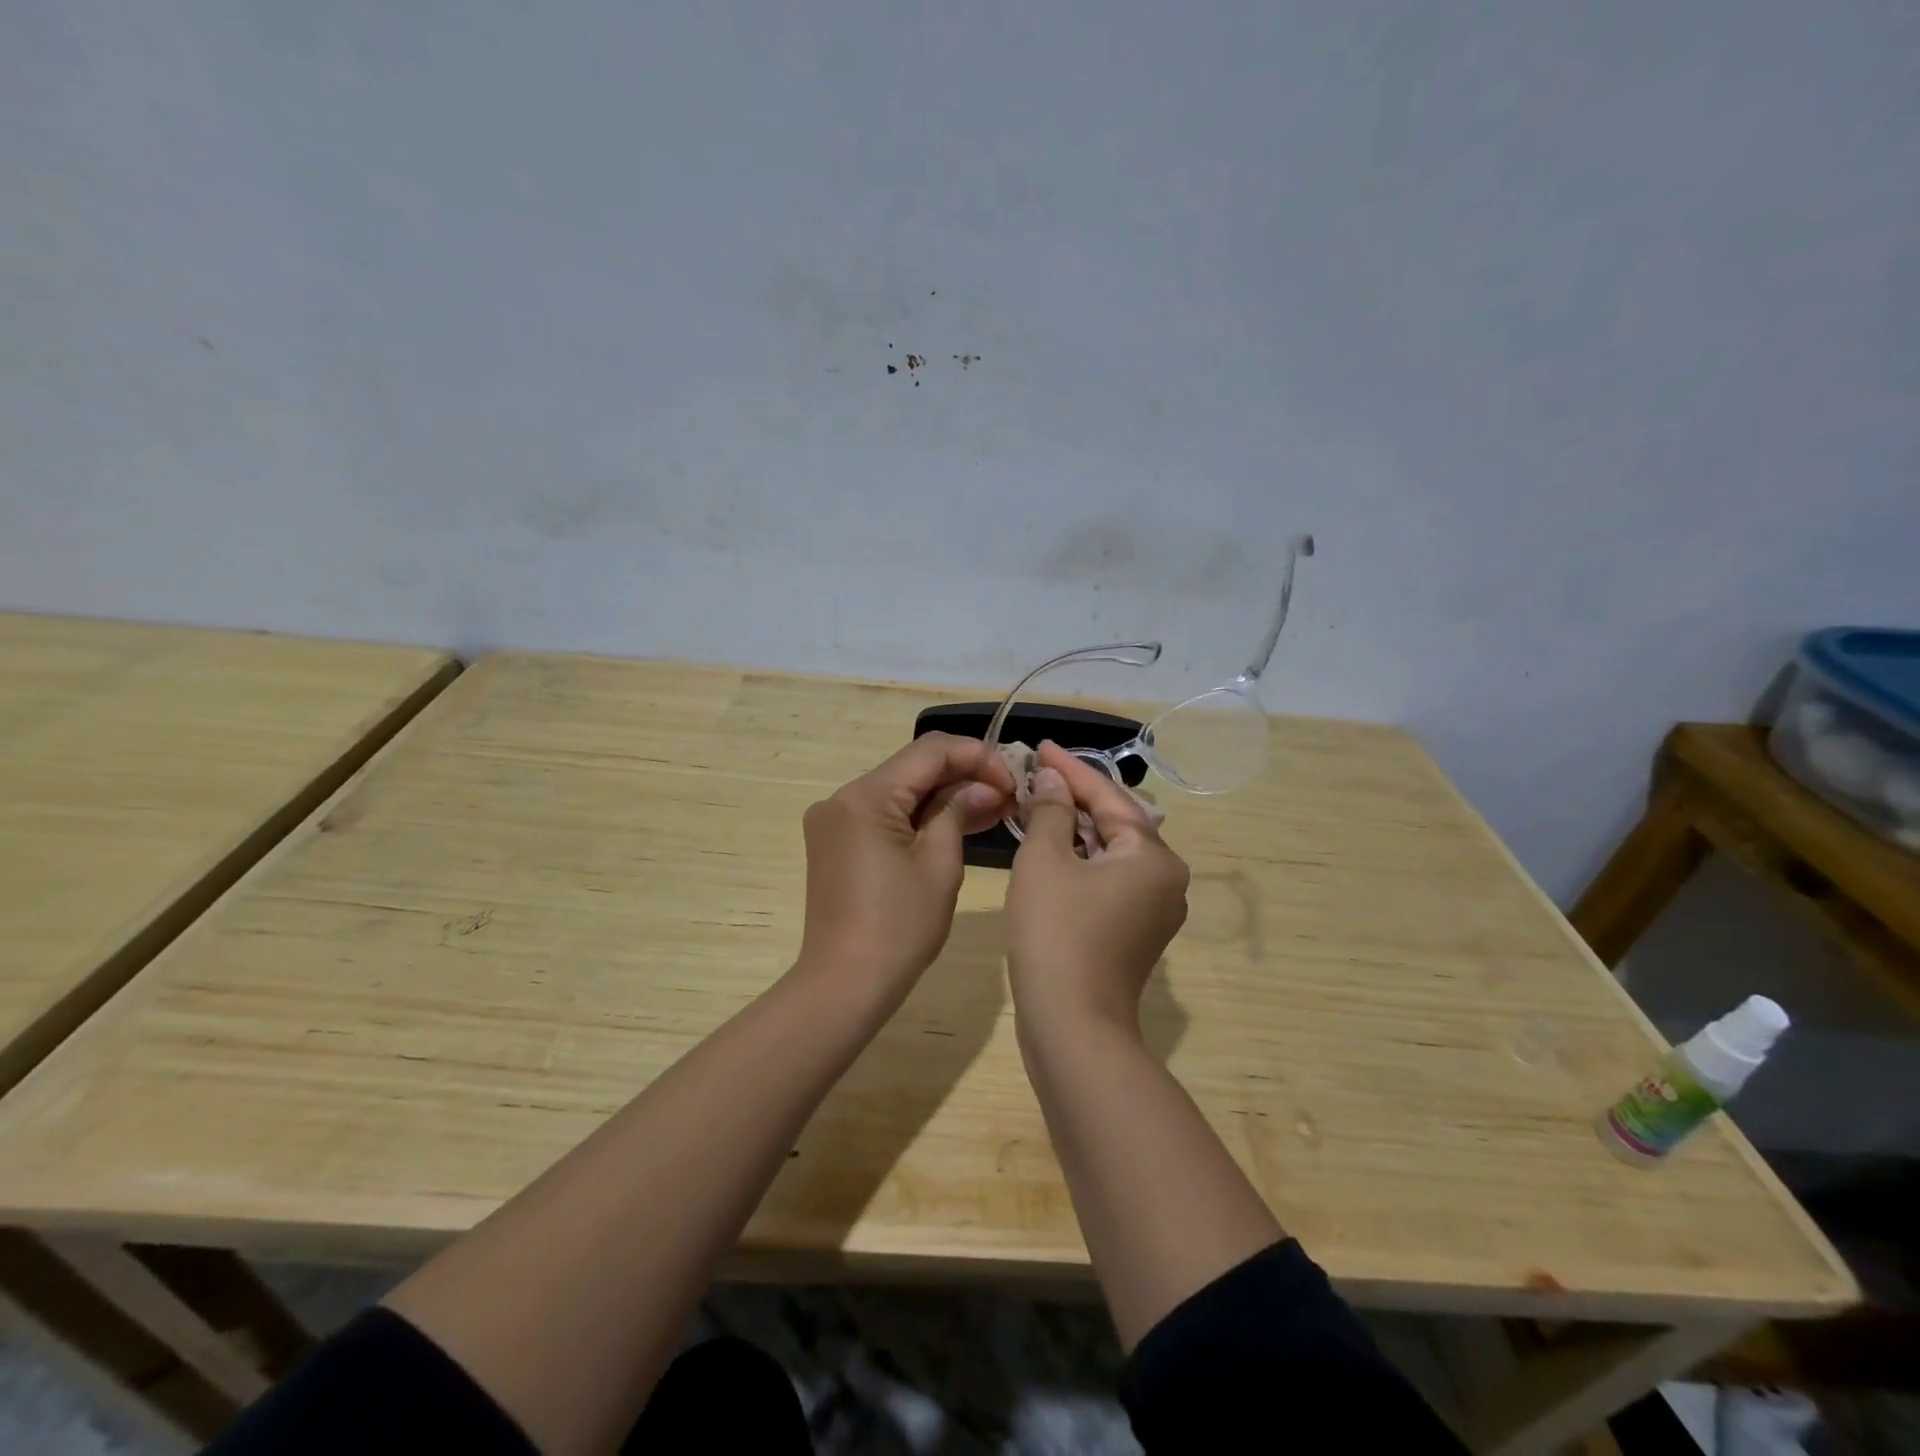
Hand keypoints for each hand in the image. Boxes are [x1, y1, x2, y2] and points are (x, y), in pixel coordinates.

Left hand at [798, 733, 1012, 1001]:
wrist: (845, 984)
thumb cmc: (899, 927)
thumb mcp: (939, 864)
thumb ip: (960, 812)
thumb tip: (985, 787)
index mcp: (864, 796)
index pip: (929, 751)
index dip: (977, 757)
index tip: (1012, 781)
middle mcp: (843, 798)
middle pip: (913, 768)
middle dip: (963, 776)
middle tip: (1009, 796)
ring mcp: (836, 821)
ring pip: (901, 791)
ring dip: (945, 797)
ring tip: (995, 808)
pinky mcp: (838, 843)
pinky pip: (886, 815)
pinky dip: (921, 817)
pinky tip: (960, 823)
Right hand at [1006, 742, 1189, 1033]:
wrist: (1072, 1026)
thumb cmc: (1056, 933)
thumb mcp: (1045, 861)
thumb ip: (1051, 811)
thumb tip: (1053, 781)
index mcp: (1154, 856)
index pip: (1108, 796)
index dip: (1070, 769)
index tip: (1040, 746)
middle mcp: (1167, 879)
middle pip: (1115, 822)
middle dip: (1073, 798)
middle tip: (1036, 775)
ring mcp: (1155, 909)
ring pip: (1111, 852)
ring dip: (1074, 830)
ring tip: (1038, 805)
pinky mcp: (1136, 932)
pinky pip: (1109, 880)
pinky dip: (1081, 861)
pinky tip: (1051, 850)